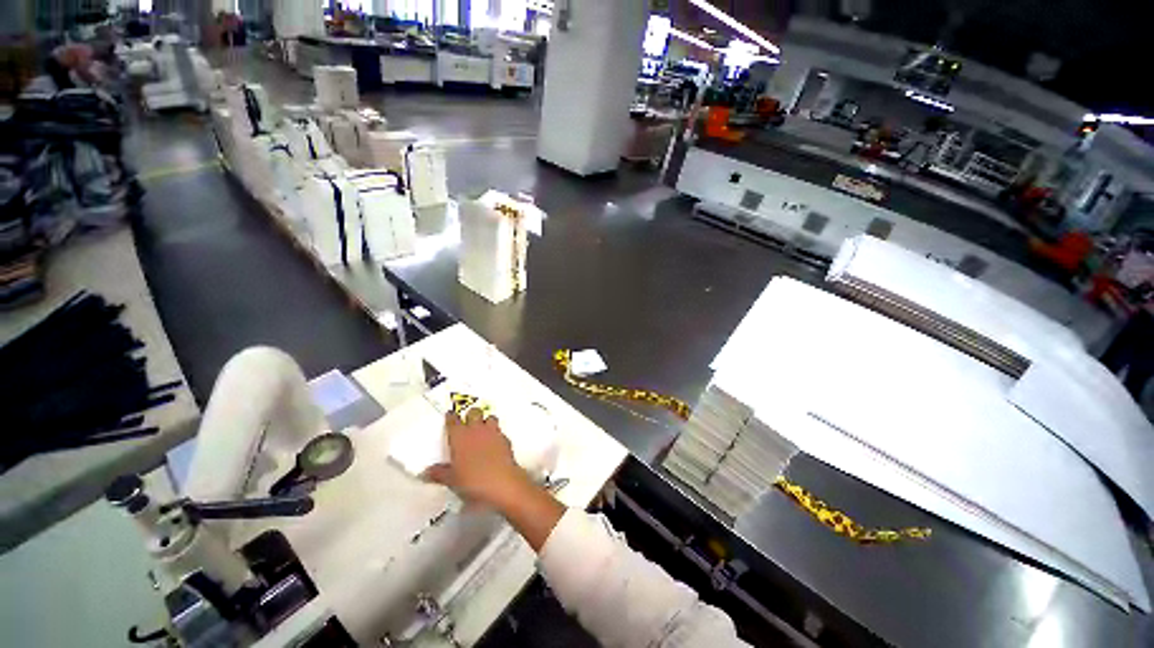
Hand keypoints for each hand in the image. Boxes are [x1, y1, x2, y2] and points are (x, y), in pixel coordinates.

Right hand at [423, 409, 566, 551]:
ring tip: (483, 429)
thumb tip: (426, 473)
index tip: (450, 415)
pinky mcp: (505, 439)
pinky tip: (494, 444)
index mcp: (460, 436)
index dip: (451, 417)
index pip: (453, 420)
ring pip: (490, 418)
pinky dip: (497, 435)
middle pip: (474, 412)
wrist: (501, 482)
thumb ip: (439, 473)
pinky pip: (500, 432)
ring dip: (486, 421)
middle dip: (471, 414)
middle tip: (468, 421)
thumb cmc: (472, 481)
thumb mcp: (451, 480)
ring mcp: (493, 433)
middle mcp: (477, 430)